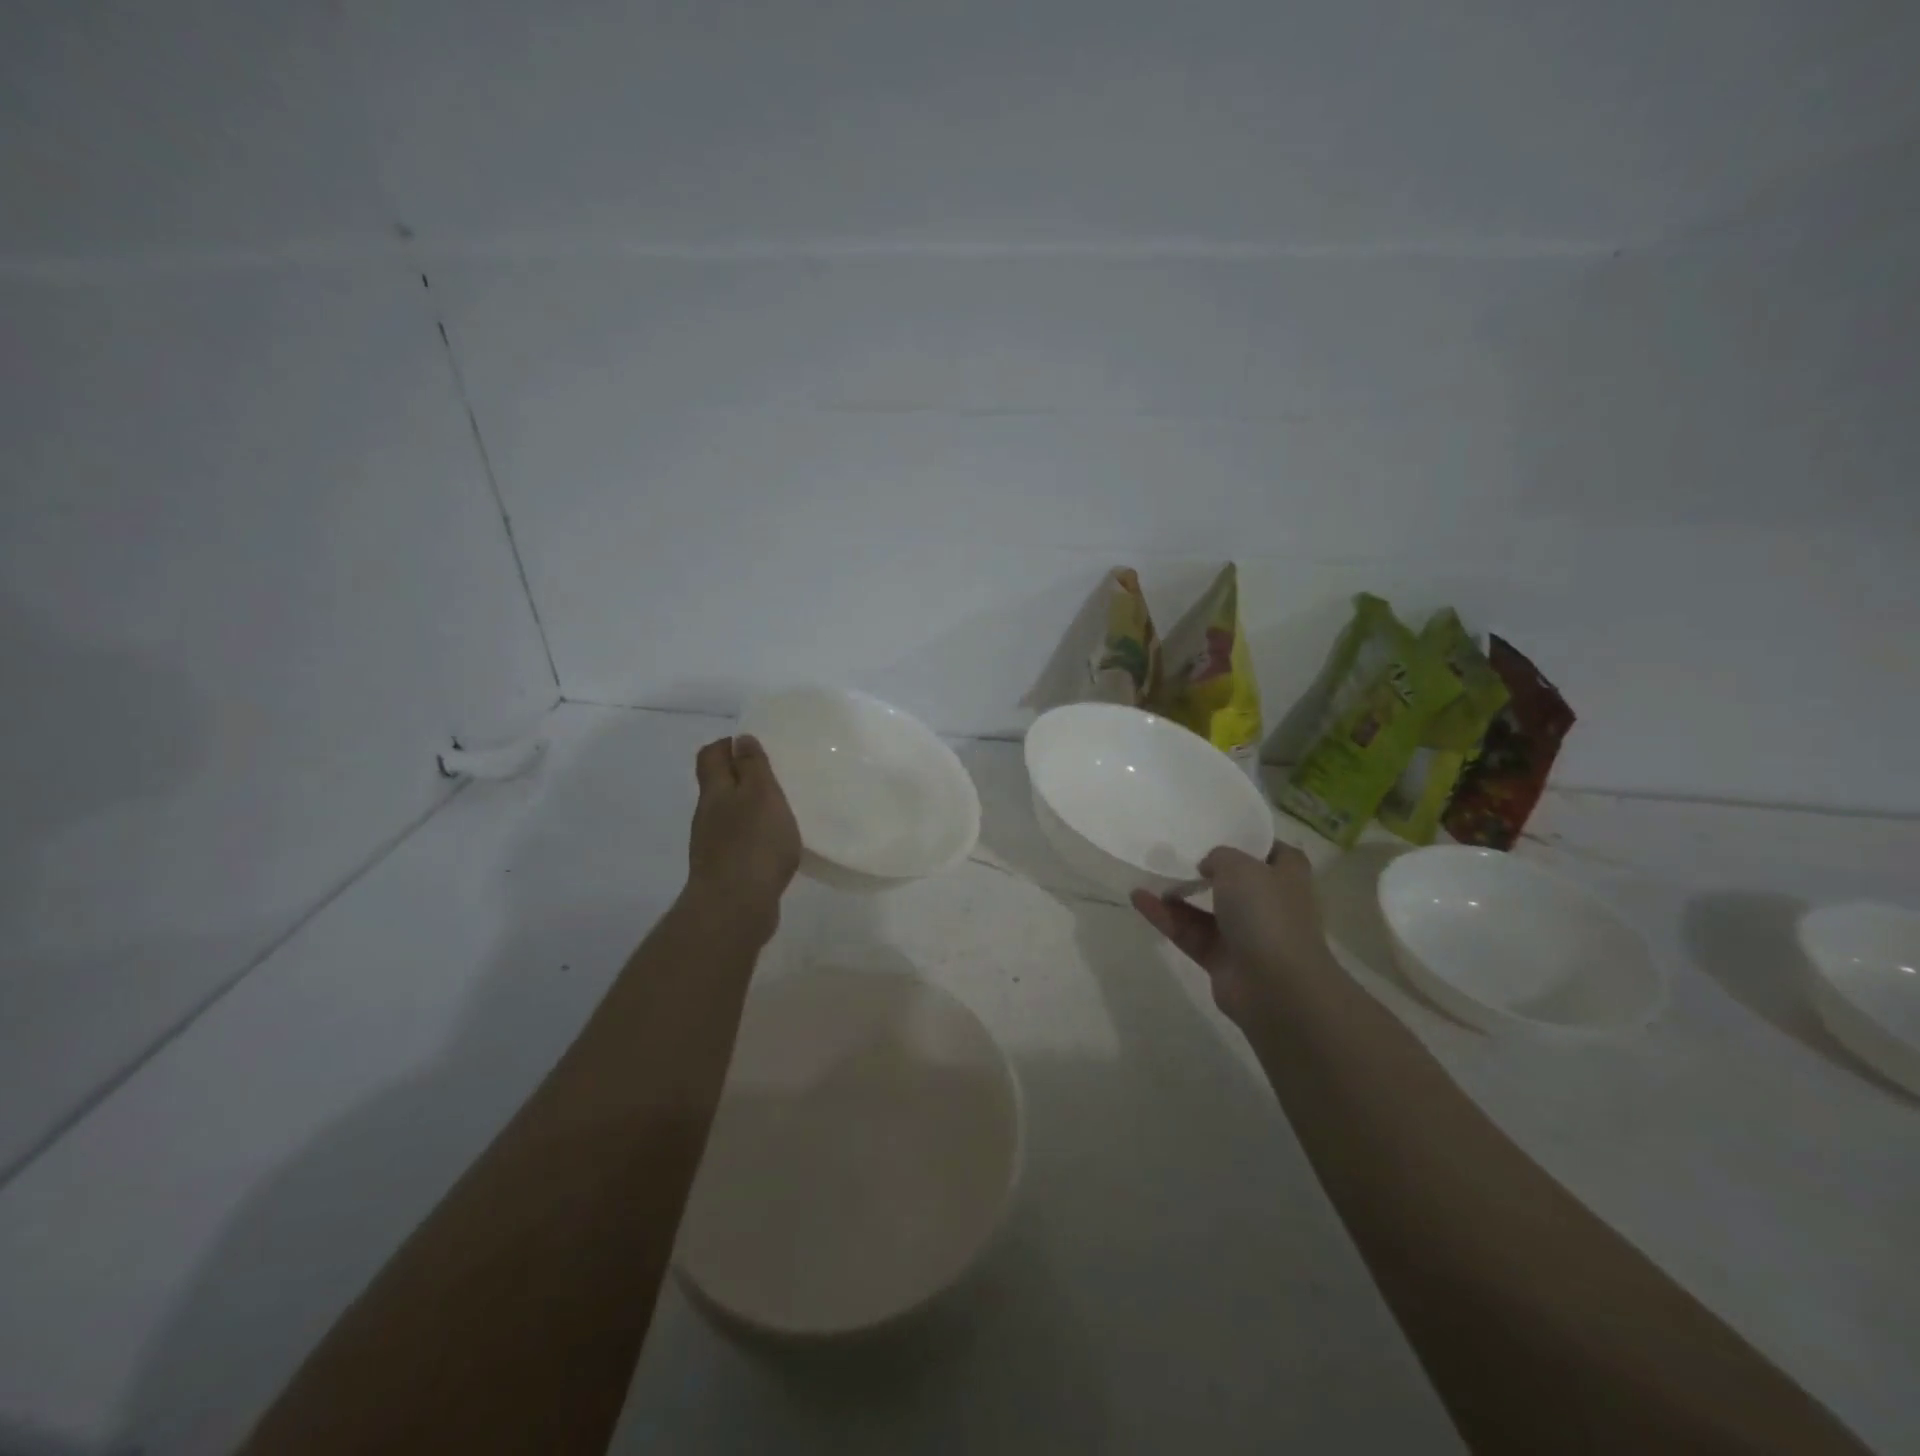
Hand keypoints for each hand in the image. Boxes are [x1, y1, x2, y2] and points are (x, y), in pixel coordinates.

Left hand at [687, 735, 801, 930]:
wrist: (735, 907)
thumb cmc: (753, 842)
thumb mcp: (761, 794)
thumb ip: (752, 766)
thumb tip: (739, 739)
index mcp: (715, 791)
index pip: (710, 756)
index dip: (727, 746)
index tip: (753, 746)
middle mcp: (707, 815)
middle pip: (718, 786)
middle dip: (741, 778)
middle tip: (774, 778)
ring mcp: (712, 846)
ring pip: (728, 816)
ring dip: (748, 810)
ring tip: (780, 813)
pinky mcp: (724, 872)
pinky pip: (738, 844)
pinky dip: (753, 838)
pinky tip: (774, 847)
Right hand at [1131, 844, 1331, 1027]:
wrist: (1276, 987)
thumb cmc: (1266, 914)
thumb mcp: (1240, 867)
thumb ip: (1219, 856)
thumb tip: (1209, 866)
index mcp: (1286, 877)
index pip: (1271, 851)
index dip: (1249, 840)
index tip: (1218, 829)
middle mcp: (1268, 904)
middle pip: (1234, 881)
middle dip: (1206, 868)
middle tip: (1175, 850)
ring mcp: (1244, 934)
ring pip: (1205, 909)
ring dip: (1177, 893)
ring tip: (1147, 872)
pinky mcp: (1220, 959)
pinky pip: (1188, 932)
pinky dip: (1165, 917)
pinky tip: (1138, 898)